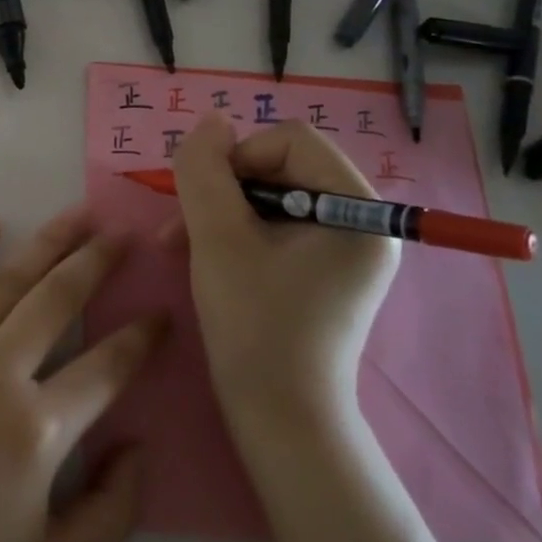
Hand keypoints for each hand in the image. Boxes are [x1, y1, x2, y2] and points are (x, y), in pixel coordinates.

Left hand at [0, 206, 164, 541]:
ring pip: (5, 282)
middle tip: (122, 234)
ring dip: (46, 244)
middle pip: (59, 300)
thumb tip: (137, 444)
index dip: (142, 338)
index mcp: (38, 431)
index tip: (162, 313)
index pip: (108, 366)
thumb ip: (113, 512)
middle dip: (98, 262)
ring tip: (77, 216)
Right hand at [169, 114, 397, 427]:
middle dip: (224, 189)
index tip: (205, 200)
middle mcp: (363, 223)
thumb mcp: (218, 239)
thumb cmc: (255, 326)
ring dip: (221, 212)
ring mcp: (344, 250)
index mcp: (359, 210)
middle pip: (281, 166)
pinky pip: (275, 227)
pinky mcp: (323, 272)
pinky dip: (235, 234)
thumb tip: (209, 121)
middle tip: (182, 225)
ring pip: (271, 197)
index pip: (292, 140)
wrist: (280, 420)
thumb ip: (206, 171)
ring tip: (178, 244)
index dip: (240, 157)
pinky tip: (201, 256)